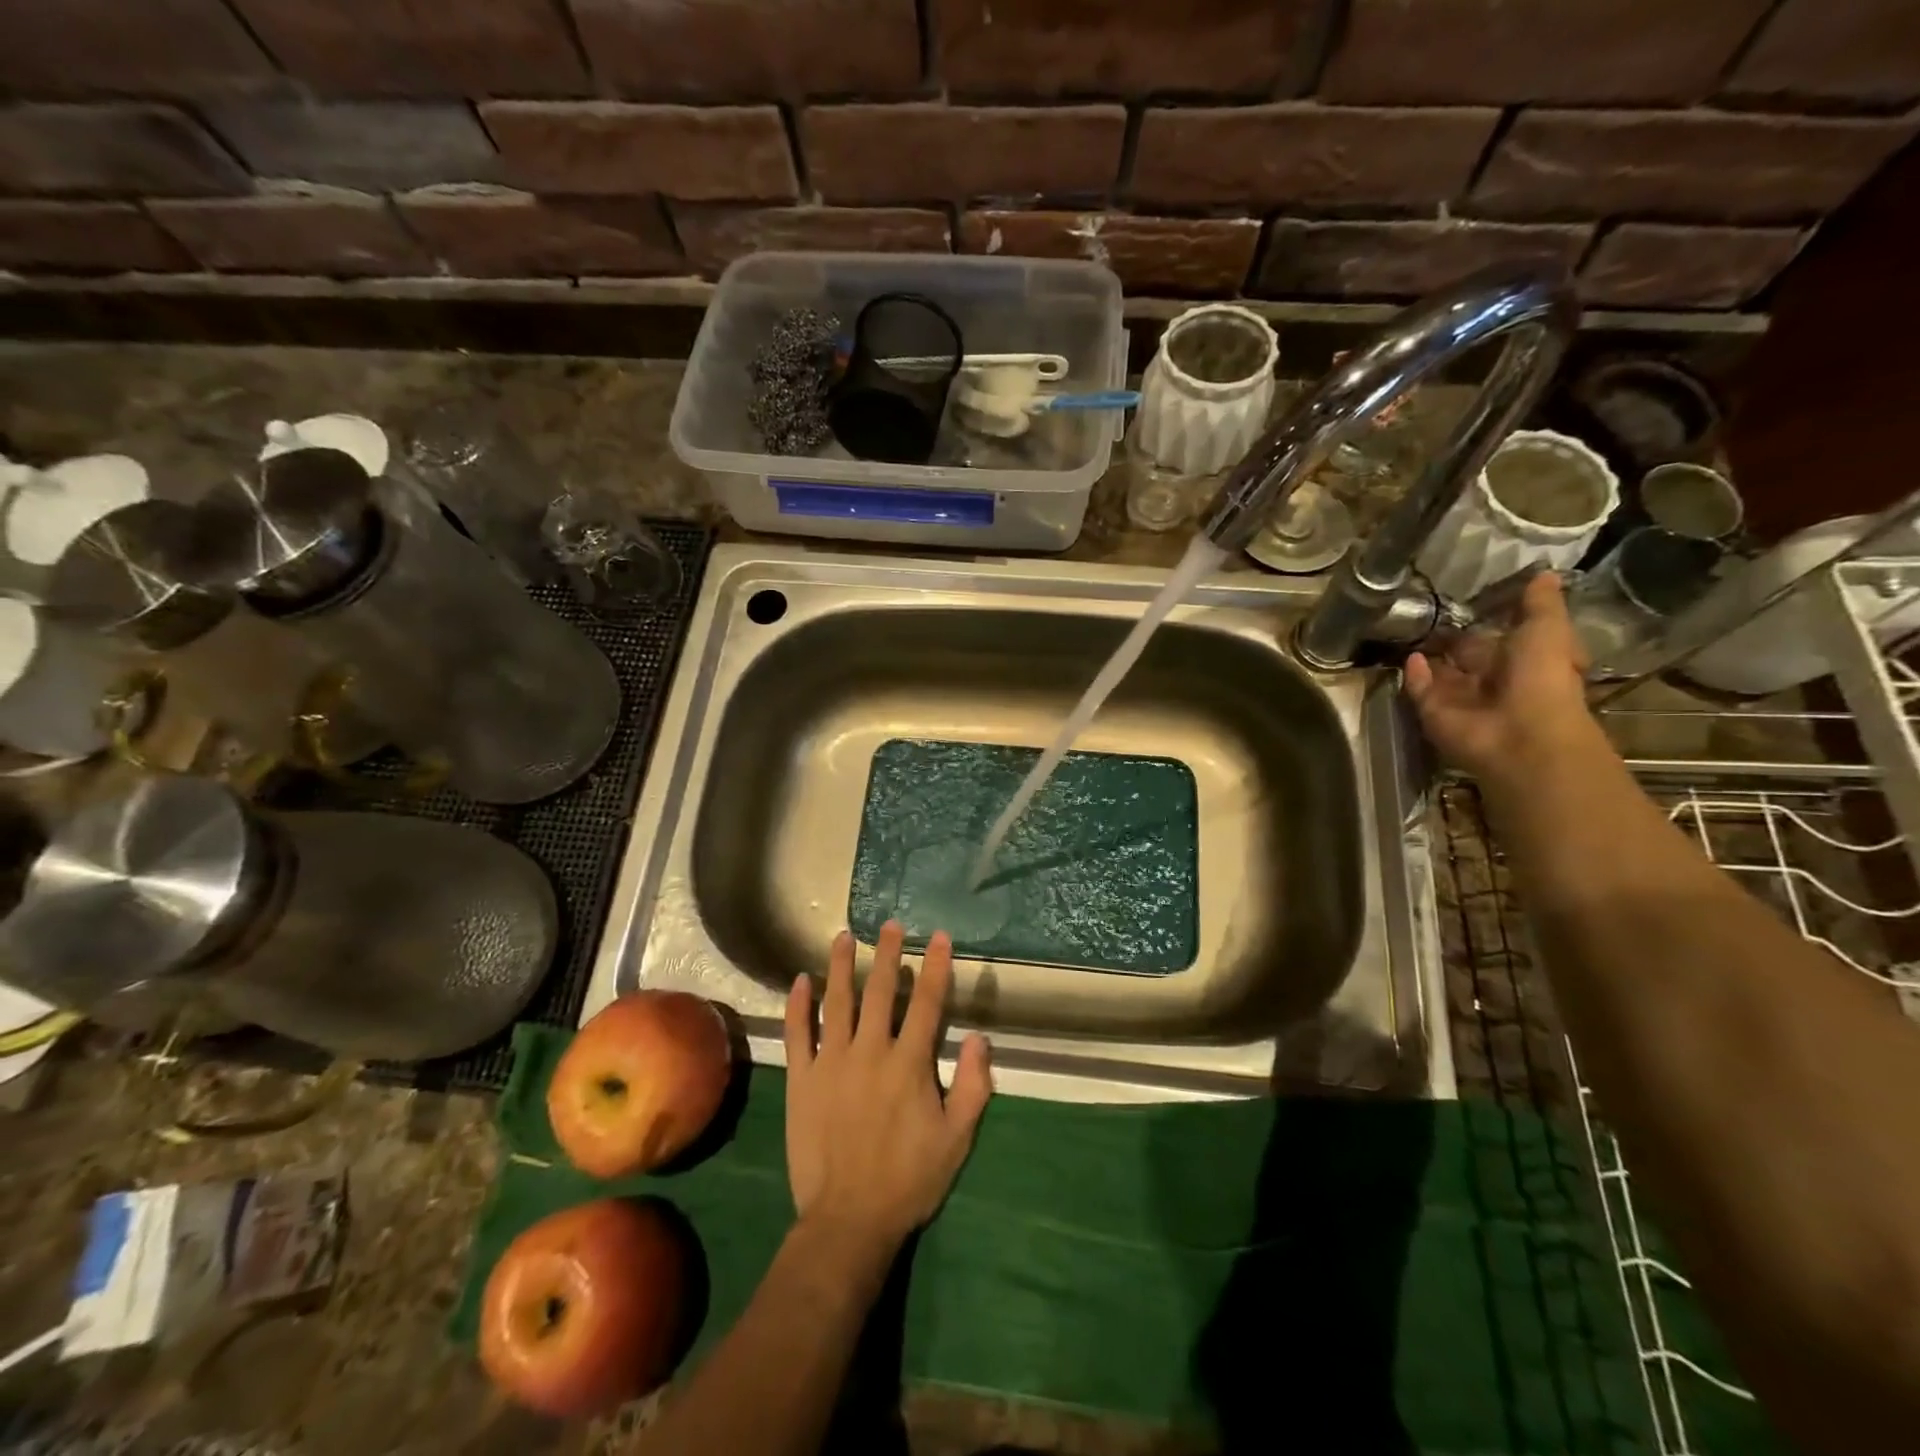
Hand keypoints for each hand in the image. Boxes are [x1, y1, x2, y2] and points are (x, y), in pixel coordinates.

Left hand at [782, 922, 991, 1260]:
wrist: (848, 1220)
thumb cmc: (909, 1179)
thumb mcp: (957, 1138)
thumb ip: (974, 1086)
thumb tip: (981, 1037)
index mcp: (909, 1063)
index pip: (927, 1003)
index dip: (936, 967)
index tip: (939, 937)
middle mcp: (870, 1051)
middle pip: (880, 992)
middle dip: (887, 954)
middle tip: (890, 925)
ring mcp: (831, 1062)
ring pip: (837, 1002)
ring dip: (840, 966)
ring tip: (843, 936)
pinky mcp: (802, 1079)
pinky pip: (798, 1033)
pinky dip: (799, 1005)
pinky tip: (801, 980)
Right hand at [1404, 572, 1595, 783]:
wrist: (1520, 732)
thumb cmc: (1541, 677)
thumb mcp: (1548, 629)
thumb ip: (1539, 604)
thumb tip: (1544, 572)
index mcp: (1521, 662)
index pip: (1498, 639)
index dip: (1485, 622)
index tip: (1465, 601)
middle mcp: (1489, 682)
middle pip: (1464, 658)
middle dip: (1449, 640)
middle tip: (1425, 614)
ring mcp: (1459, 699)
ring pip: (1438, 674)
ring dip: (1426, 656)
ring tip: (1405, 629)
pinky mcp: (1433, 712)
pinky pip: (1419, 690)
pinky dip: (1413, 675)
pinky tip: (1408, 656)